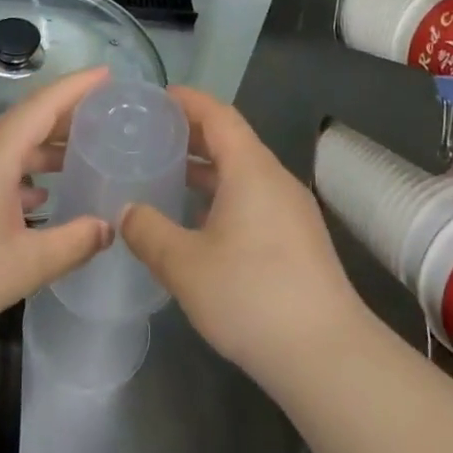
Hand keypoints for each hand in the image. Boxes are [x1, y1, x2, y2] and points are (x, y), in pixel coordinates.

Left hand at [0, 67, 114, 340]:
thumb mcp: (27, 263)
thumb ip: (75, 242)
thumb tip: (110, 227)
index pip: (45, 104)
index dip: (78, 87)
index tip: (109, 75)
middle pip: (29, 119)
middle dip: (68, 115)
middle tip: (107, 118)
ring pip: (11, 144)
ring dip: (46, 146)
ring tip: (81, 157)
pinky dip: (24, 171)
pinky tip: (40, 196)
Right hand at [122, 88, 364, 383]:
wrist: (326, 354)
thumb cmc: (250, 296)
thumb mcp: (184, 265)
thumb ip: (148, 232)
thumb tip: (126, 211)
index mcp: (251, 169)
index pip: (218, 115)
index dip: (187, 101)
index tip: (154, 97)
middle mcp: (275, 179)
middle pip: (232, 140)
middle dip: (191, 133)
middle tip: (149, 135)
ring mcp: (292, 209)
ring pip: (243, 171)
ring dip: (206, 167)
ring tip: (167, 173)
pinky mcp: (298, 237)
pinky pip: (254, 196)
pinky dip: (223, 193)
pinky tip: (199, 220)